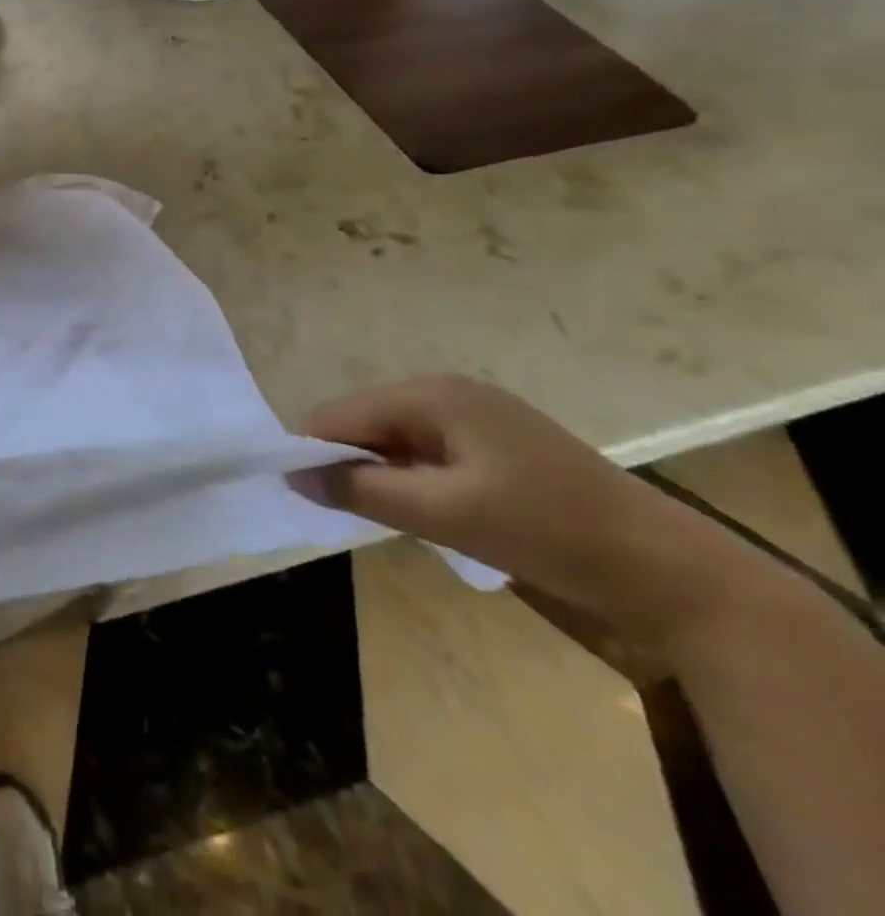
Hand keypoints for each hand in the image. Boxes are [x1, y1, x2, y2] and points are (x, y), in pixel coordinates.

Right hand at [290, 374, 734, 638]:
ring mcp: (475, 414)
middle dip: (344, 461)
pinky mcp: (495, 443)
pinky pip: (424, 450)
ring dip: (376, 472)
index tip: (298, 494)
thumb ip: (361, 491)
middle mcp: (447, 391)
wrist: (674, 573)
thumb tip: (291, 476)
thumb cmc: (551, 532)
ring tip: (379, 515)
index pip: (340, 413)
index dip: (312, 450)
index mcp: (433, 394)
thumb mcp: (446, 514)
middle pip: (364, 419)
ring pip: (392, 437)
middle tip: (341, 512)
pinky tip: (420, 509)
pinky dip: (407, 476)